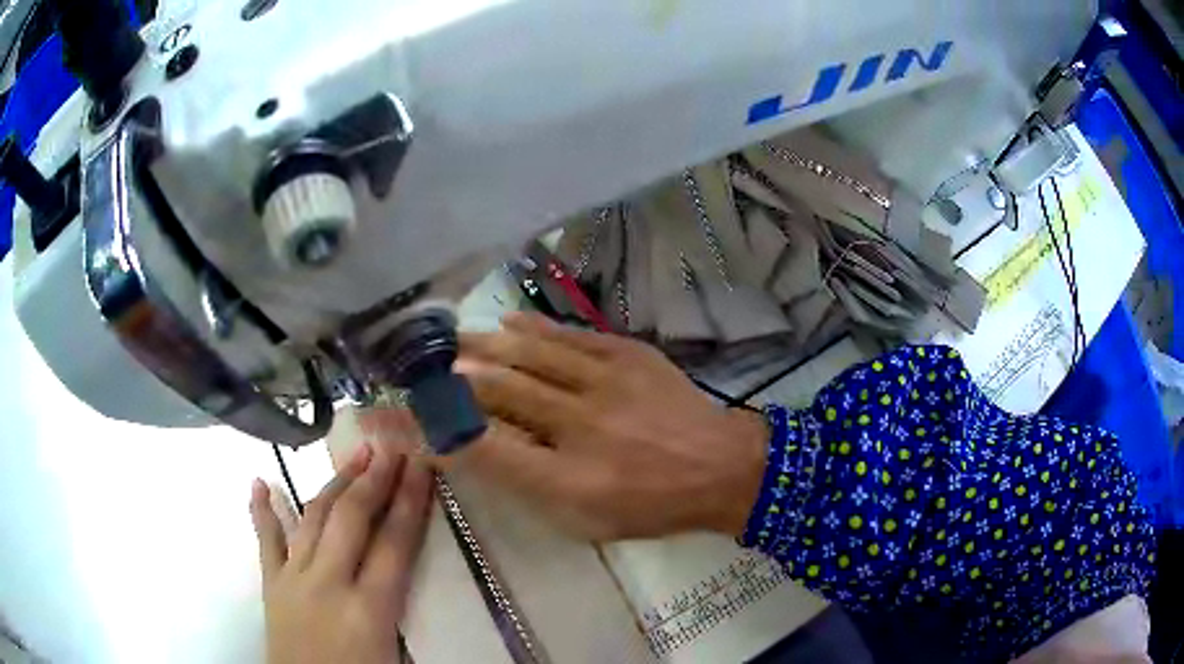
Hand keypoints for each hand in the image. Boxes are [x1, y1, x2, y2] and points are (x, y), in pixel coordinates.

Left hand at [250, 444, 431, 663]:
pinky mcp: (270, 585)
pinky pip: (265, 540)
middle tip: (389, 448)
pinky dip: (262, 510)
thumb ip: (400, 607)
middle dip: (374, 479)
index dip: (410, 500)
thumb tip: (403, 564)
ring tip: (354, 455)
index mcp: (369, 610)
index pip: (395, 543)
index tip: (421, 465)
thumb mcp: (395, 653)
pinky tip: (258, 481)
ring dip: (335, 483)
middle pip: (352, 519)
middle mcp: (328, 584)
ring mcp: (293, 580)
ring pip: (313, 518)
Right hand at [454, 312, 768, 539]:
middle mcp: (581, 428)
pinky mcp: (627, 354)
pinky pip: (568, 335)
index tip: (409, 416)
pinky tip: (507, 321)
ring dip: (483, 345)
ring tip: (454, 339)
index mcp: (569, 482)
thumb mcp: (586, 522)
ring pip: (527, 354)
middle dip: (453, 378)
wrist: (721, 466)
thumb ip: (528, 488)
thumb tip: (477, 450)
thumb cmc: (650, 505)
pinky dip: (532, 327)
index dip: (438, 431)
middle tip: (426, 367)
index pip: (483, 451)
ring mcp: (606, 384)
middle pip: (499, 393)